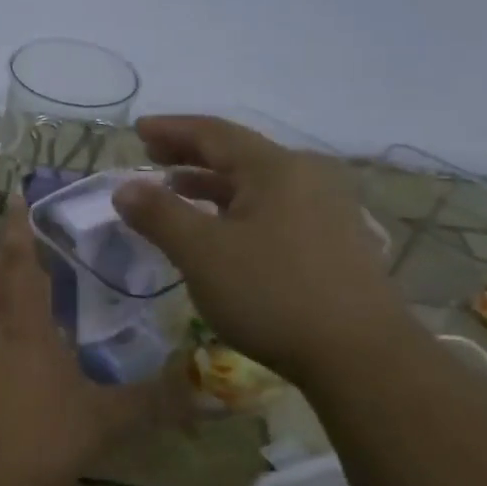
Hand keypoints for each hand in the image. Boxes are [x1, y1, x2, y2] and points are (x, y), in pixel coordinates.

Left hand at [0, 196, 174, 485]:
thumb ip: (150, 403)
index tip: (16, 197)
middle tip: (30, 249)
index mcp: (21, 320)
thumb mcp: (99, 421)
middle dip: (7, 258)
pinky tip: (2, 352)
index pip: (18, 259)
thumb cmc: (32, 436)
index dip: (17, 227)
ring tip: (20, 296)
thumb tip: (207, 392)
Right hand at [111, 115, 409, 384]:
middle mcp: (307, 176)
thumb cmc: (273, 294)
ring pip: (257, 184)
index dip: (171, 129)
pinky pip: (274, 208)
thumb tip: (124, 188)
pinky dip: (237, 208)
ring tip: (176, 190)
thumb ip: (159, 215)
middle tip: (151, 155)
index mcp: (276, 168)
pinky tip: (222, 229)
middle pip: (238, 154)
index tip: (137, 129)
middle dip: (190, 153)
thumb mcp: (202, 252)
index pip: (213, 133)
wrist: (362, 356)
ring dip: (212, 183)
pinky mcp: (335, 241)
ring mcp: (327, 209)